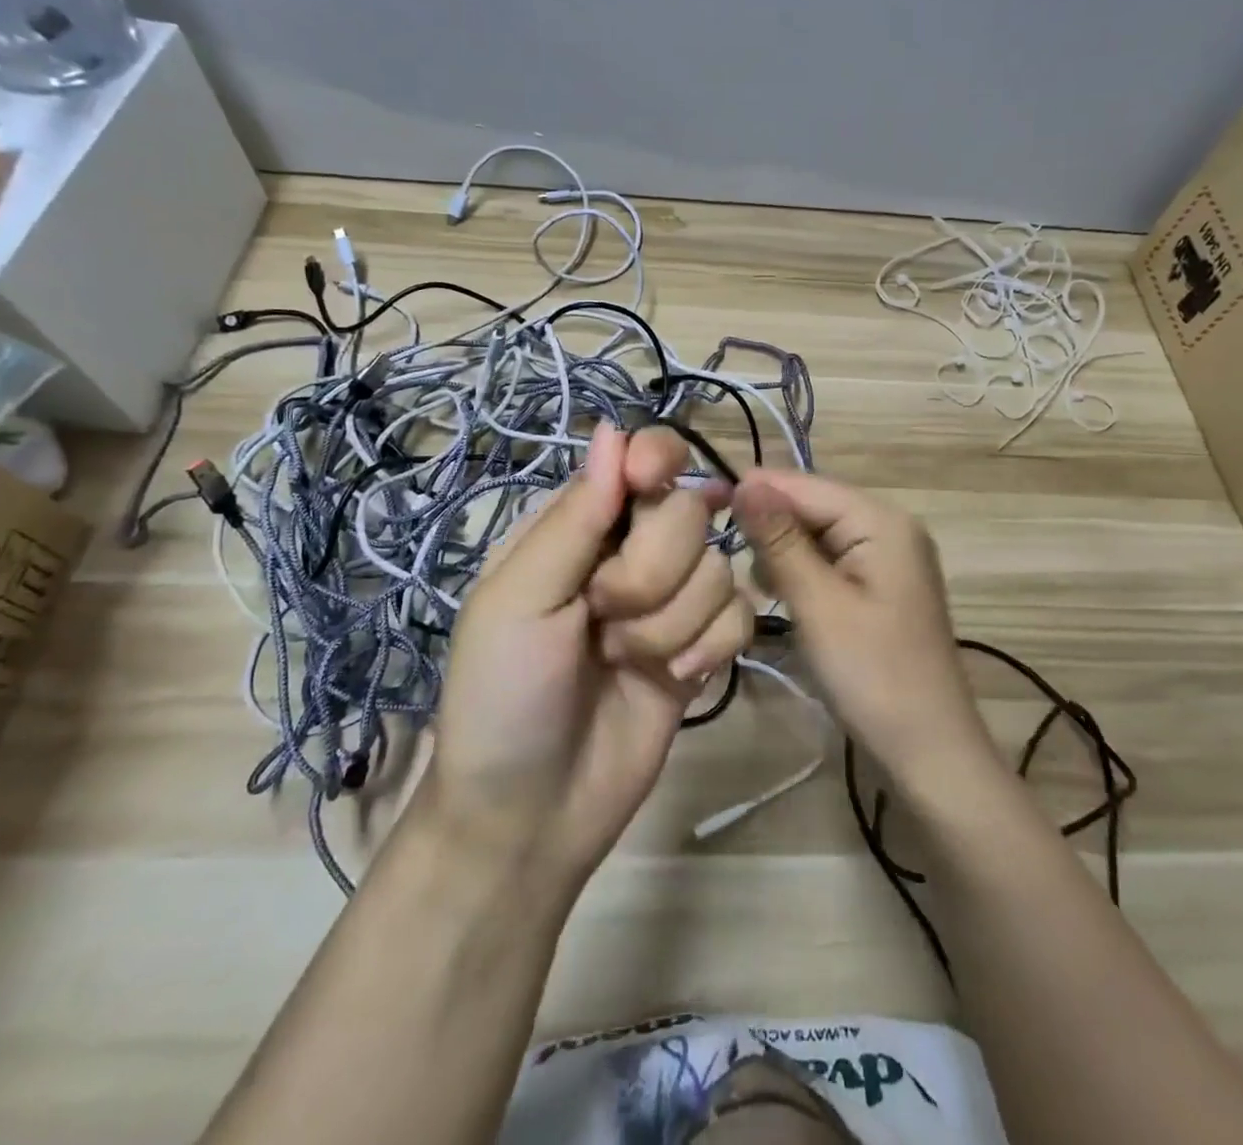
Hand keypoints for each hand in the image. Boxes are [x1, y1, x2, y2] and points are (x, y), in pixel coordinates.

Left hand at [413, 423, 752, 890]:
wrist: (532, 812)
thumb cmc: (502, 696)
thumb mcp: (518, 600)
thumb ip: (573, 517)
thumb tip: (615, 430)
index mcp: (578, 526)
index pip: (639, 459)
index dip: (657, 461)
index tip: (650, 484)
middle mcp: (630, 551)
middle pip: (688, 511)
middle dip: (651, 570)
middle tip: (604, 615)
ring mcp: (672, 600)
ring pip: (719, 566)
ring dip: (673, 621)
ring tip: (627, 660)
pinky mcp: (704, 645)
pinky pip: (740, 614)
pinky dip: (712, 647)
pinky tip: (677, 680)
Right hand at [732, 470, 997, 796]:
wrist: (928, 750)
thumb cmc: (871, 673)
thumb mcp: (818, 603)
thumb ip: (780, 539)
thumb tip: (746, 481)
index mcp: (882, 521)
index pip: (807, 485)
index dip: (757, 491)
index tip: (703, 505)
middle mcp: (889, 527)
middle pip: (814, 507)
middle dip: (771, 527)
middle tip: (727, 559)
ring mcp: (888, 558)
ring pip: (818, 535)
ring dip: (783, 552)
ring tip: (759, 586)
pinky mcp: (880, 587)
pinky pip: (831, 561)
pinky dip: (803, 573)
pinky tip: (783, 596)